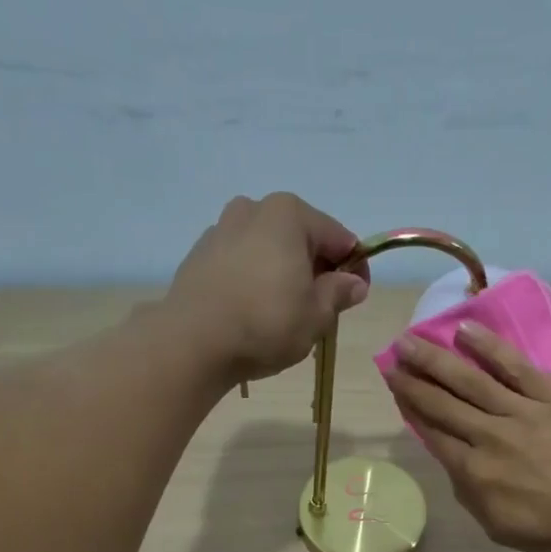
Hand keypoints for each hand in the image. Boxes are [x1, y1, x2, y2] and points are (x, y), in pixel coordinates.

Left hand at [166, 192, 369, 382]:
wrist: (193, 342)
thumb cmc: (266, 323)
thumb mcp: (317, 315)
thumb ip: (339, 293)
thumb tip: (355, 283)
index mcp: (290, 214)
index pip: (339, 237)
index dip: (355, 266)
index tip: (357, 295)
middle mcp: (254, 209)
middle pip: (301, 237)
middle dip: (317, 268)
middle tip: (323, 307)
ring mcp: (221, 229)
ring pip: (269, 249)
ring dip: (284, 272)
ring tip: (287, 311)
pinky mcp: (200, 255)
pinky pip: (242, 262)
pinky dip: (256, 279)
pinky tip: (255, 310)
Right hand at [385, 323, 550, 551]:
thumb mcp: (499, 527)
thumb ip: (470, 495)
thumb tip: (455, 465)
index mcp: (475, 473)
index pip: (434, 433)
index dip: (411, 408)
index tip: (395, 387)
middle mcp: (490, 436)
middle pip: (444, 403)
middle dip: (414, 379)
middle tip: (392, 357)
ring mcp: (522, 412)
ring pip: (471, 380)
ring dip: (437, 359)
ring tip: (412, 339)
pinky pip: (516, 367)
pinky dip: (490, 347)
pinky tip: (466, 330)